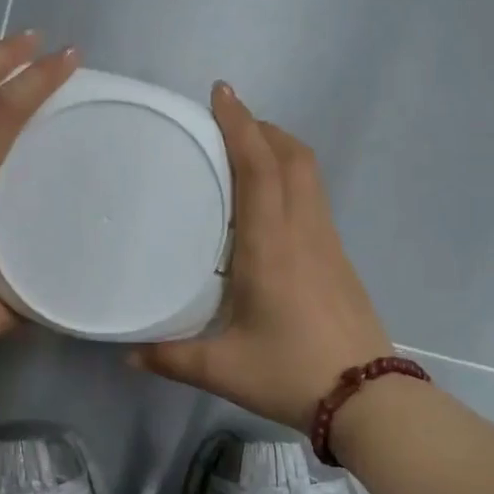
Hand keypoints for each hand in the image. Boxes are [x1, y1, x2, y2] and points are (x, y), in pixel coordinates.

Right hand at [135, 83, 393, 429]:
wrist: (368, 399)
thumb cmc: (290, 372)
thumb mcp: (222, 368)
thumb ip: (170, 357)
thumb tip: (125, 354)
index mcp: (271, 246)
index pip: (260, 168)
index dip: (241, 125)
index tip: (222, 93)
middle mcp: (303, 232)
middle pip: (293, 157)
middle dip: (262, 128)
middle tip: (227, 122)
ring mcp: (327, 242)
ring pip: (309, 174)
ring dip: (280, 149)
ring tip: (246, 151)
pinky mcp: (338, 258)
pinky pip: (314, 197)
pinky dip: (291, 177)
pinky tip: (268, 204)